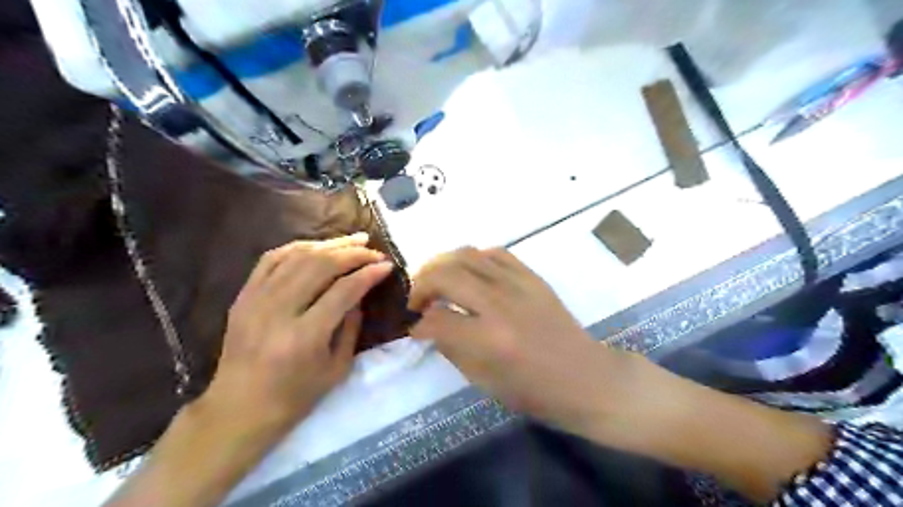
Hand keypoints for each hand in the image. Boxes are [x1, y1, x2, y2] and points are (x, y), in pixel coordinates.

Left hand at [201, 234, 391, 439]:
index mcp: (304, 337)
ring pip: (297, 256)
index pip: (343, 291)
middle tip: (374, 251)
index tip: (386, 265)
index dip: (368, 274)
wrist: (239, 408)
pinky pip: (272, 258)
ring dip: (330, 244)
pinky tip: (319, 245)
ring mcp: (256, 300)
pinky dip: (299, 247)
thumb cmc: (295, 396)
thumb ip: (351, 326)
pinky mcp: (243, 296)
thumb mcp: (337, 368)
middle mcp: (278, 312)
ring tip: (354, 239)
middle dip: (353, 253)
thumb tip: (359, 293)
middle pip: (320, 266)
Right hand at [409, 247, 632, 429]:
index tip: (415, 327)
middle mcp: (500, 304)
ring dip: (442, 265)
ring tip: (437, 281)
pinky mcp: (532, 276)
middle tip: (418, 300)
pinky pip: (494, 253)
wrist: (585, 377)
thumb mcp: (484, 381)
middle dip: (421, 285)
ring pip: (467, 255)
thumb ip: (451, 348)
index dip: (418, 323)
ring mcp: (518, 284)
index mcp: (488, 340)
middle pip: (445, 275)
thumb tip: (429, 325)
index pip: (436, 319)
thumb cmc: (535, 391)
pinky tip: (469, 273)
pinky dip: (473, 259)